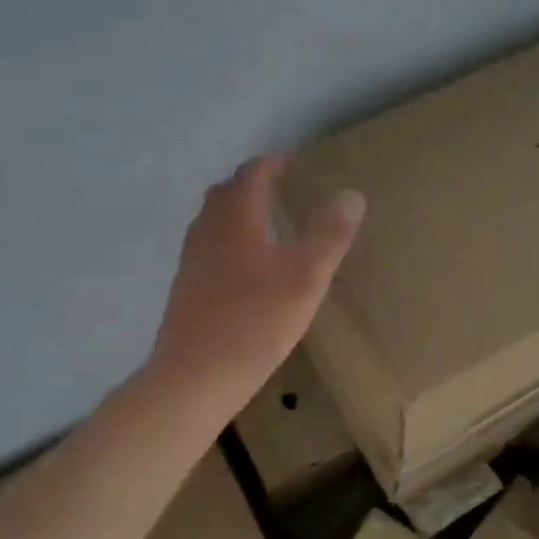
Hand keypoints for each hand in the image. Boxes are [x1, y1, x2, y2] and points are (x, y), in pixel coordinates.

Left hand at [148, 155, 364, 410]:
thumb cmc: (256, 320)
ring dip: (240, 211)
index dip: (275, 163)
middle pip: (227, 192)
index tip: (297, 164)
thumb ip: (330, 233)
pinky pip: (210, 246)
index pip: (252, 173)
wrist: (197, 376)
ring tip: (270, 224)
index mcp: (235, 217)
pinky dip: (231, 239)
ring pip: (215, 219)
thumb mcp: (307, 276)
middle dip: (255, 184)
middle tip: (284, 190)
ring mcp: (192, 259)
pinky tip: (250, 267)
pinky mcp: (187, 286)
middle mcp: (207, 229)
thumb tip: (351, 193)